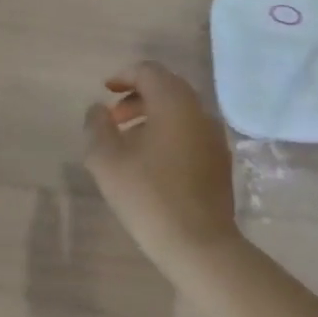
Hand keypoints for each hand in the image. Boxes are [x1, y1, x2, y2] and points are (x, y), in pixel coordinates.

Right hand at [83, 62, 240, 259]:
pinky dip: (169, 133)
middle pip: (167, 88)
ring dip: (153, 116)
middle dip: (137, 96)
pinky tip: (152, 163)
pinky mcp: (220, 161)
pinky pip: (191, 132)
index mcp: (174, 104)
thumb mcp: (107, 160)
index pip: (149, 71)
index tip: (105, 92)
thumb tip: (98, 109)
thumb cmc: (148, 196)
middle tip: (114, 119)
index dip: (124, 76)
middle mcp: (199, 112)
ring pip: (180, 112)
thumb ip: (97, 127)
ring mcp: (214, 137)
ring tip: (128, 143)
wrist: (199, 245)